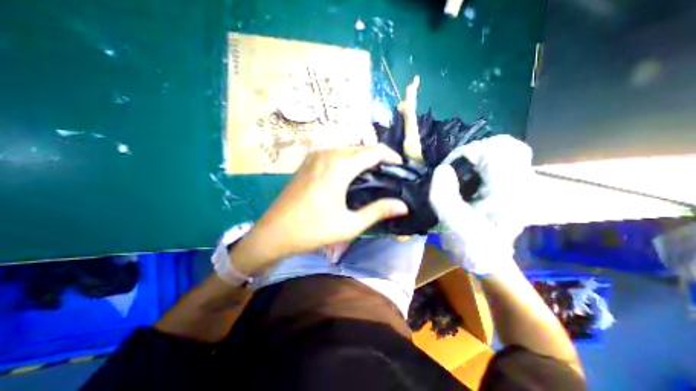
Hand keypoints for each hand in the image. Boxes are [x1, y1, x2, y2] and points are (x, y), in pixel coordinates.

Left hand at [231, 144, 408, 275]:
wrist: (273, 232)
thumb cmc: (312, 230)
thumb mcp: (349, 224)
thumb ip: (377, 211)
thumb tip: (403, 207)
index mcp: (339, 166)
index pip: (374, 151)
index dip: (391, 156)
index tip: (400, 166)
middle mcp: (328, 154)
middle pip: (361, 147)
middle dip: (378, 157)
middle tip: (389, 173)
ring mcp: (315, 155)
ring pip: (347, 149)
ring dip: (363, 158)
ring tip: (373, 174)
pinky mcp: (308, 161)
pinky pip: (335, 153)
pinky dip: (348, 159)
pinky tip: (351, 174)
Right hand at [431, 135, 533, 275]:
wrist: (488, 260)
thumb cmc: (471, 245)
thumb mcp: (452, 222)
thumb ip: (444, 195)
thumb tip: (441, 168)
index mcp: (508, 191)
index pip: (494, 150)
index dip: (466, 153)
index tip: (448, 169)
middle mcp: (521, 183)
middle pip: (504, 145)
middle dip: (475, 152)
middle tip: (456, 168)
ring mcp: (520, 184)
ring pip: (503, 152)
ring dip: (477, 157)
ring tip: (460, 173)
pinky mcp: (512, 187)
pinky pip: (500, 162)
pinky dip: (482, 163)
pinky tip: (469, 177)